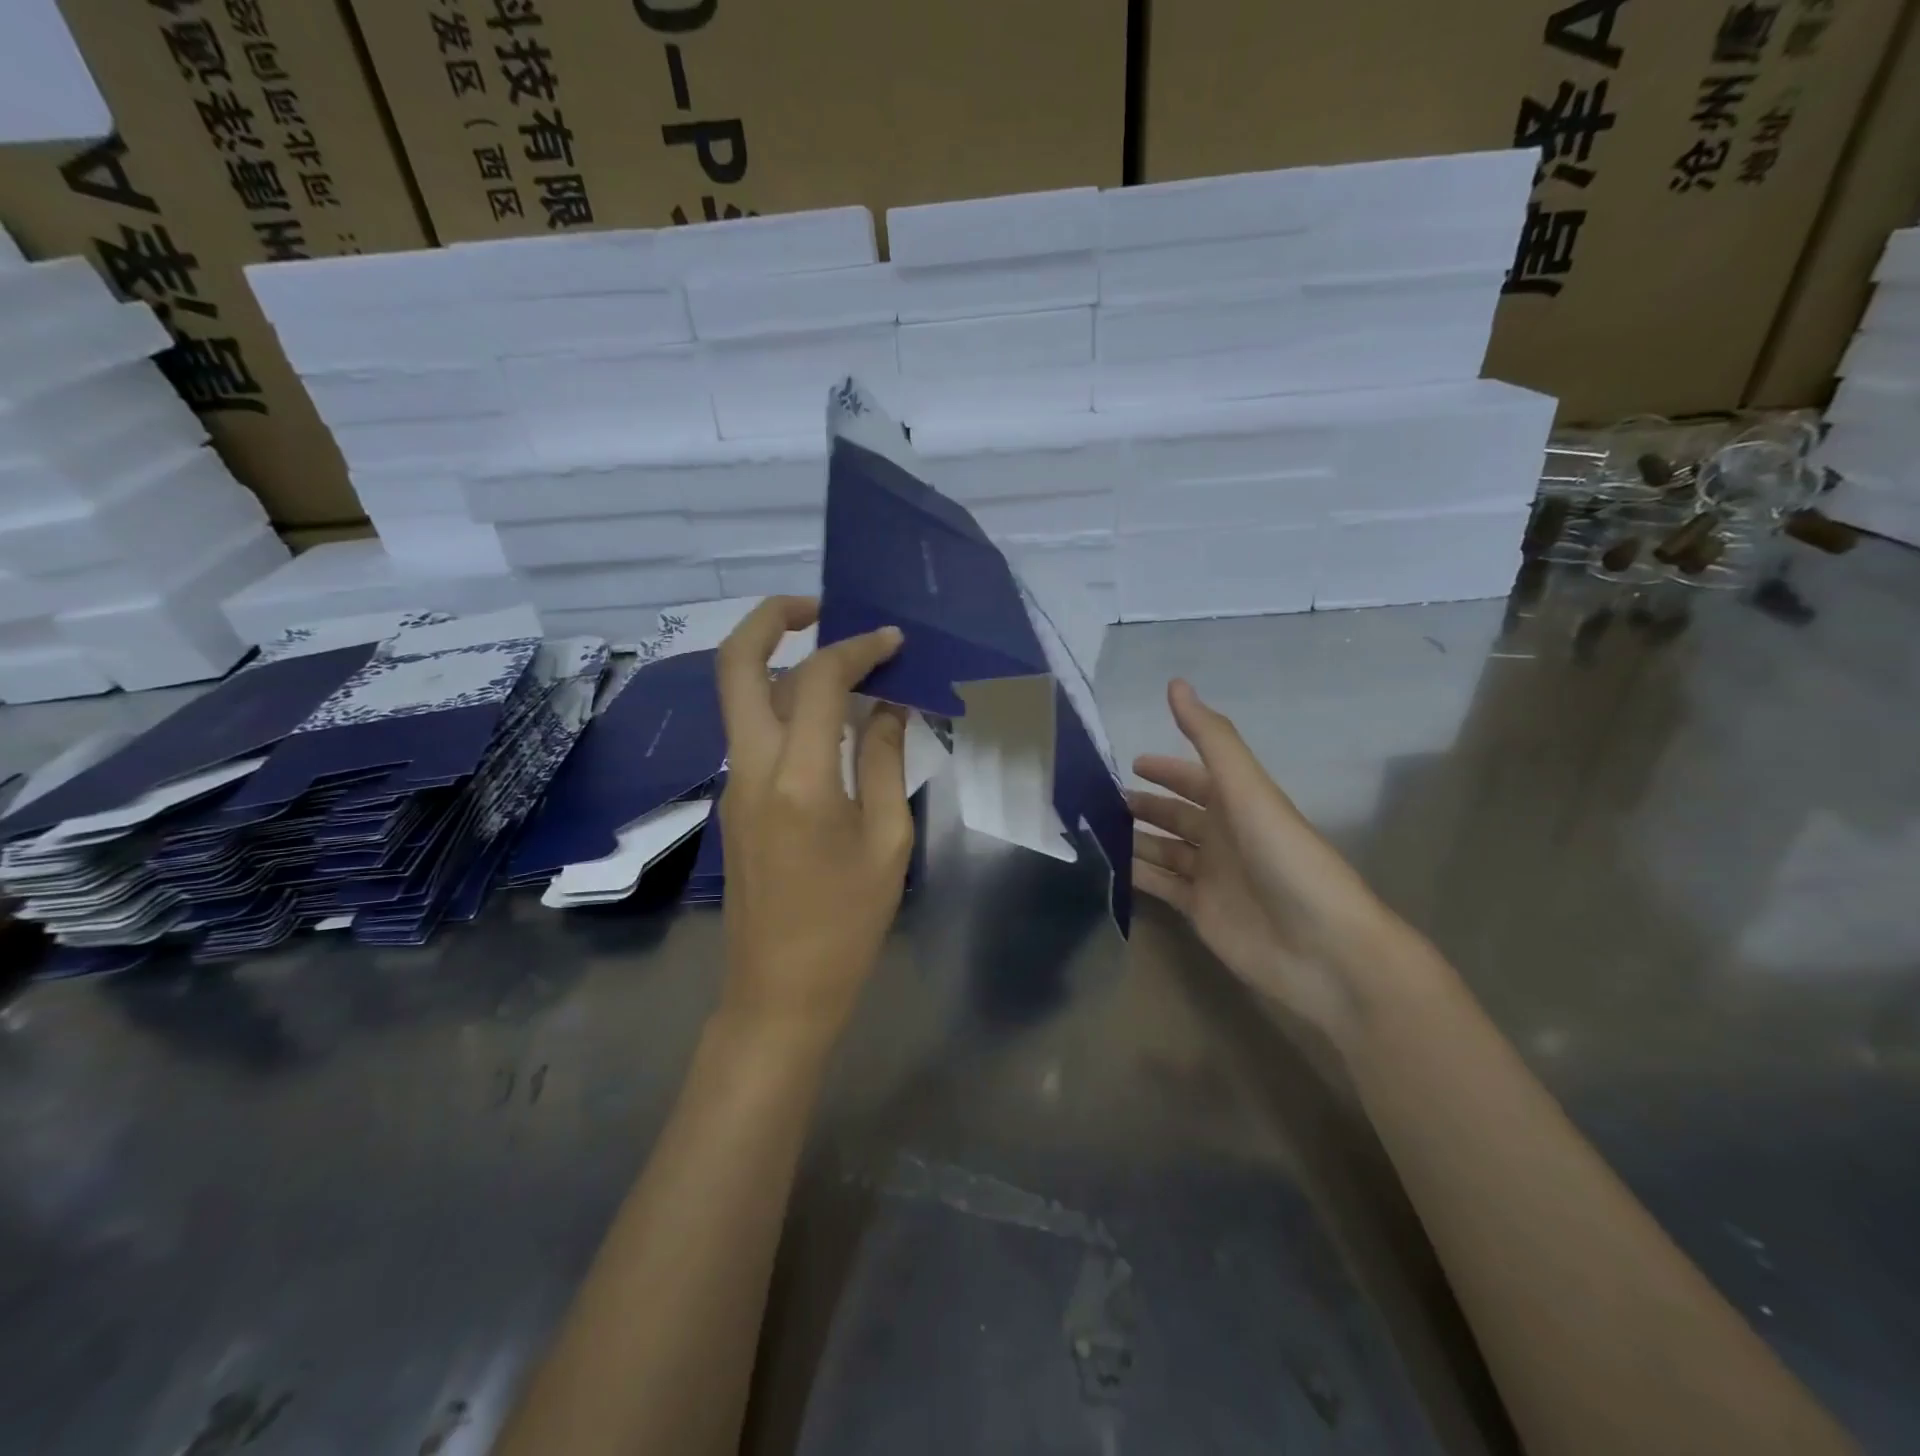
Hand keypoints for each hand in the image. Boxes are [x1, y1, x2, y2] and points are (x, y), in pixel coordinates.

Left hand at [714, 596, 914, 1043]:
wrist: (779, 992)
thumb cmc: (847, 925)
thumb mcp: (887, 842)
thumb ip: (882, 761)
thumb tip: (888, 705)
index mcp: (797, 779)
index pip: (818, 680)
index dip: (858, 648)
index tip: (894, 640)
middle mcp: (750, 768)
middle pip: (735, 665)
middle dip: (772, 618)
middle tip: (821, 606)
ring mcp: (733, 784)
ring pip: (741, 696)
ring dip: (780, 660)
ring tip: (839, 658)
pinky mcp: (734, 802)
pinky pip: (754, 731)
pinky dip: (785, 703)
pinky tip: (830, 715)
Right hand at [1130, 680, 1416, 1041]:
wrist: (1323, 948)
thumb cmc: (1286, 859)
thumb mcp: (1248, 790)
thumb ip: (1211, 739)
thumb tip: (1176, 684)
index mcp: (1238, 805)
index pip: (1195, 779)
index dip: (1165, 770)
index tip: (1129, 764)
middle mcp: (1223, 837)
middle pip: (1175, 816)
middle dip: (1142, 806)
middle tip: (1096, 801)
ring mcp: (1211, 877)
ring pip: (1163, 851)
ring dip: (1132, 840)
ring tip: (1090, 832)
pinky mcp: (1200, 913)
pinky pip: (1160, 887)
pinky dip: (1134, 876)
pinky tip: (1104, 869)